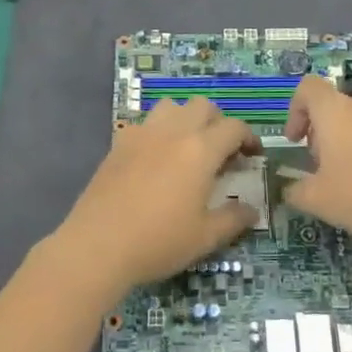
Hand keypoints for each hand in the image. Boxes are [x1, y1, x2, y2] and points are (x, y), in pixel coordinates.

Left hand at [51, 99, 260, 296]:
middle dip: (218, 122)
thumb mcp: (205, 237)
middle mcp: (173, 132)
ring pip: (171, 106)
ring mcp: (142, 134)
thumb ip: (233, 219)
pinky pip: (145, 124)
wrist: (98, 245)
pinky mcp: (119, 143)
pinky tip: (155, 159)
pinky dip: (157, 132)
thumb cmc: (158, 242)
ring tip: (187, 147)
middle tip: (221, 151)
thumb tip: (252, 210)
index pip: (234, 127)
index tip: (253, 156)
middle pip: (203, 106)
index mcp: (200, 150)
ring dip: (185, 118)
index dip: (249, 138)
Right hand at [282, 74, 351, 240]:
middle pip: (331, 108)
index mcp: (333, 111)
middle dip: (318, 134)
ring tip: (343, 181)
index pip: (307, 88)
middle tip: (317, 168)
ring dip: (341, 146)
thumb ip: (296, 191)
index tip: (295, 140)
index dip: (295, 110)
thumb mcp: (317, 199)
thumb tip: (290, 190)